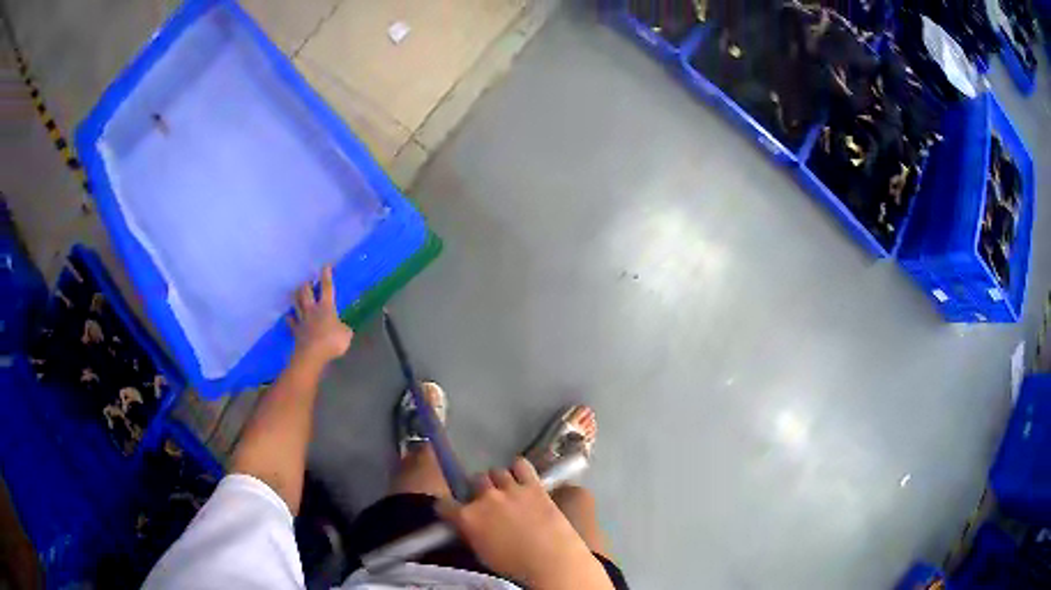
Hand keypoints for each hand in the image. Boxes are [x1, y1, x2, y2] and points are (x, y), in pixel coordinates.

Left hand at [288, 265, 352, 366]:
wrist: (312, 354)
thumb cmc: (331, 342)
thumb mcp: (346, 335)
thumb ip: (344, 329)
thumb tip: (343, 327)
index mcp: (326, 307)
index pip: (327, 287)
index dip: (326, 275)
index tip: (326, 266)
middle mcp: (312, 309)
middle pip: (306, 292)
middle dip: (307, 285)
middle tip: (308, 281)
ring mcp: (302, 319)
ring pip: (296, 303)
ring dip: (296, 296)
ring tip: (296, 292)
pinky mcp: (296, 330)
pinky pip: (291, 321)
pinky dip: (289, 317)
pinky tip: (288, 316)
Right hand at [436, 458, 612, 589]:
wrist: (551, 561)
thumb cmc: (514, 566)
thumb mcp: (482, 553)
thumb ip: (472, 533)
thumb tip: (469, 525)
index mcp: (467, 518)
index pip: (444, 504)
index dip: (448, 508)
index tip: (453, 512)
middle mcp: (484, 498)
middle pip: (474, 481)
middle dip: (478, 490)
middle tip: (487, 502)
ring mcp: (509, 489)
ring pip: (496, 471)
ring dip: (498, 481)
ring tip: (506, 491)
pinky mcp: (533, 485)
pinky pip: (521, 465)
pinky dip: (519, 469)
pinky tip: (523, 478)